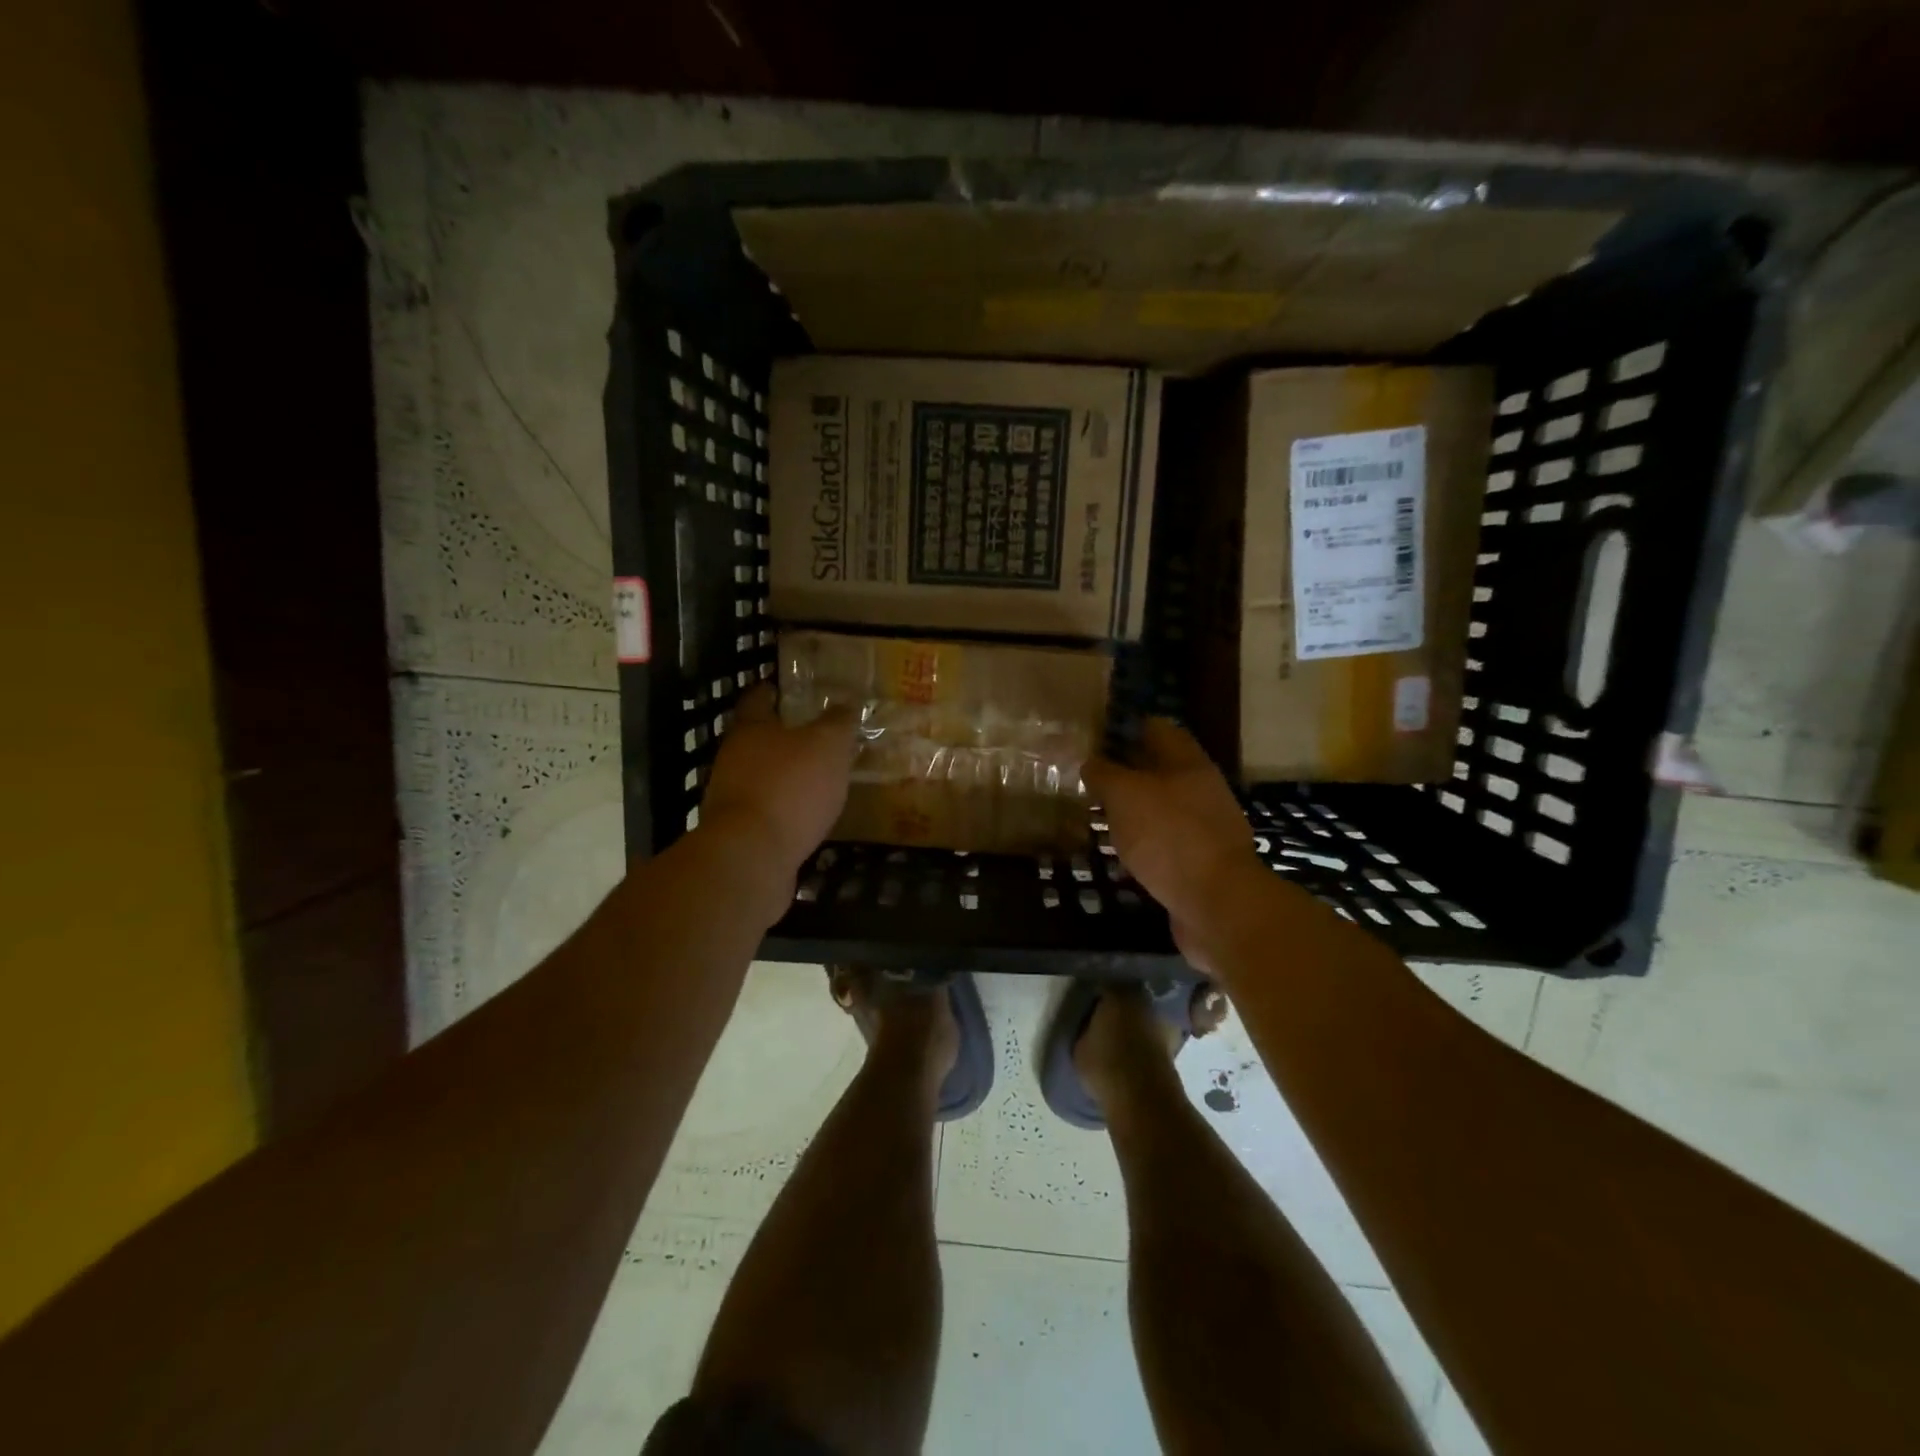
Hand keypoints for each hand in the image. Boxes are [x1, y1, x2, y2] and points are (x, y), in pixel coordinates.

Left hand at [698, 685, 855, 908]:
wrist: (751, 855)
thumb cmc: (789, 787)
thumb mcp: (827, 746)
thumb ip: (838, 723)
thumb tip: (846, 704)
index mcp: (750, 730)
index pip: (756, 700)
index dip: (769, 691)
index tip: (781, 688)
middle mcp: (733, 759)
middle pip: (755, 740)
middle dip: (780, 737)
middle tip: (812, 736)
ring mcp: (731, 798)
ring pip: (759, 777)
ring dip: (783, 776)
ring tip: (815, 779)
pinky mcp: (738, 833)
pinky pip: (765, 812)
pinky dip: (783, 809)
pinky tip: (806, 816)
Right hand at [1084, 719, 1264, 955]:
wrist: (1218, 903)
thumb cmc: (1169, 836)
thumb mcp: (1125, 795)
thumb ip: (1104, 774)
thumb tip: (1091, 762)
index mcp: (1188, 764)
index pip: (1158, 729)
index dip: (1128, 728)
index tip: (1097, 736)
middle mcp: (1201, 790)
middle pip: (1161, 770)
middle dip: (1127, 772)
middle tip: (1090, 778)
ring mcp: (1205, 828)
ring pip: (1162, 808)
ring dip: (1134, 810)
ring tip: (1098, 815)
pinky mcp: (1201, 863)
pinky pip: (1166, 843)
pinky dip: (1143, 843)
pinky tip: (1120, 854)